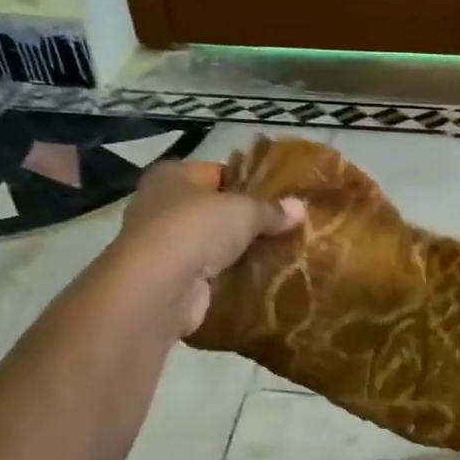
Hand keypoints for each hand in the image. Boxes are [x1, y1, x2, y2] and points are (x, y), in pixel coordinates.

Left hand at [113, 160, 303, 335]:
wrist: (159, 287)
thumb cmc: (196, 229)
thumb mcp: (244, 211)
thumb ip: (271, 210)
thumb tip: (300, 208)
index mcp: (172, 176)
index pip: (217, 172)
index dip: (248, 182)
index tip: (280, 197)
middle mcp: (161, 206)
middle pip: (214, 210)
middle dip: (245, 220)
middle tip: (285, 228)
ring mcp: (164, 246)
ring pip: (212, 244)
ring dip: (238, 252)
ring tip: (280, 255)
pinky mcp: (172, 280)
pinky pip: (209, 274)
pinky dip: (229, 277)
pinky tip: (259, 280)